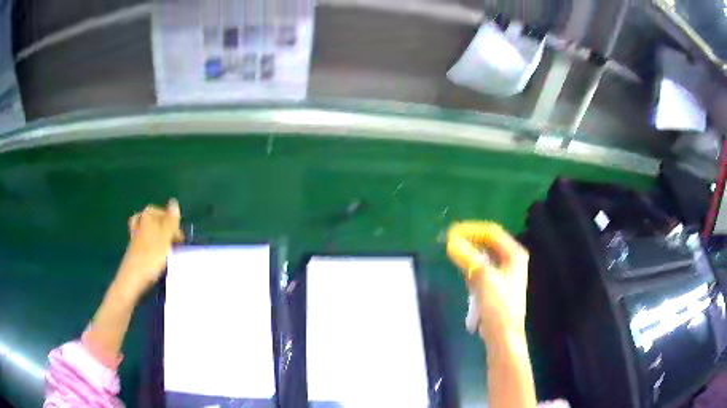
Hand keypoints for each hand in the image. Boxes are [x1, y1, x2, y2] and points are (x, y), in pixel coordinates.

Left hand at [114, 199, 183, 298]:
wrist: (132, 279)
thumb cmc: (151, 256)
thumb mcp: (165, 237)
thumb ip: (171, 221)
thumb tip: (174, 201)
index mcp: (147, 217)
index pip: (160, 212)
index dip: (171, 221)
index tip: (180, 236)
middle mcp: (140, 224)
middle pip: (153, 221)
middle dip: (164, 228)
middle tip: (174, 240)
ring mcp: (136, 239)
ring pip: (148, 232)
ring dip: (158, 238)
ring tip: (168, 249)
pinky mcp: (135, 253)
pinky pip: (146, 245)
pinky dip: (153, 248)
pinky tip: (159, 258)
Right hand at [447, 222, 529, 340]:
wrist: (502, 335)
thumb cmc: (498, 306)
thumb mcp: (484, 278)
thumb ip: (468, 257)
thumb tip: (451, 240)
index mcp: (514, 254)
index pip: (492, 232)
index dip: (472, 230)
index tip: (452, 232)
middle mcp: (511, 260)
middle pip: (488, 243)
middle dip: (469, 240)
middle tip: (448, 240)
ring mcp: (503, 273)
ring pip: (483, 256)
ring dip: (468, 252)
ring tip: (451, 251)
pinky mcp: (494, 285)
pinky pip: (481, 268)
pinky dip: (470, 266)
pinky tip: (460, 267)